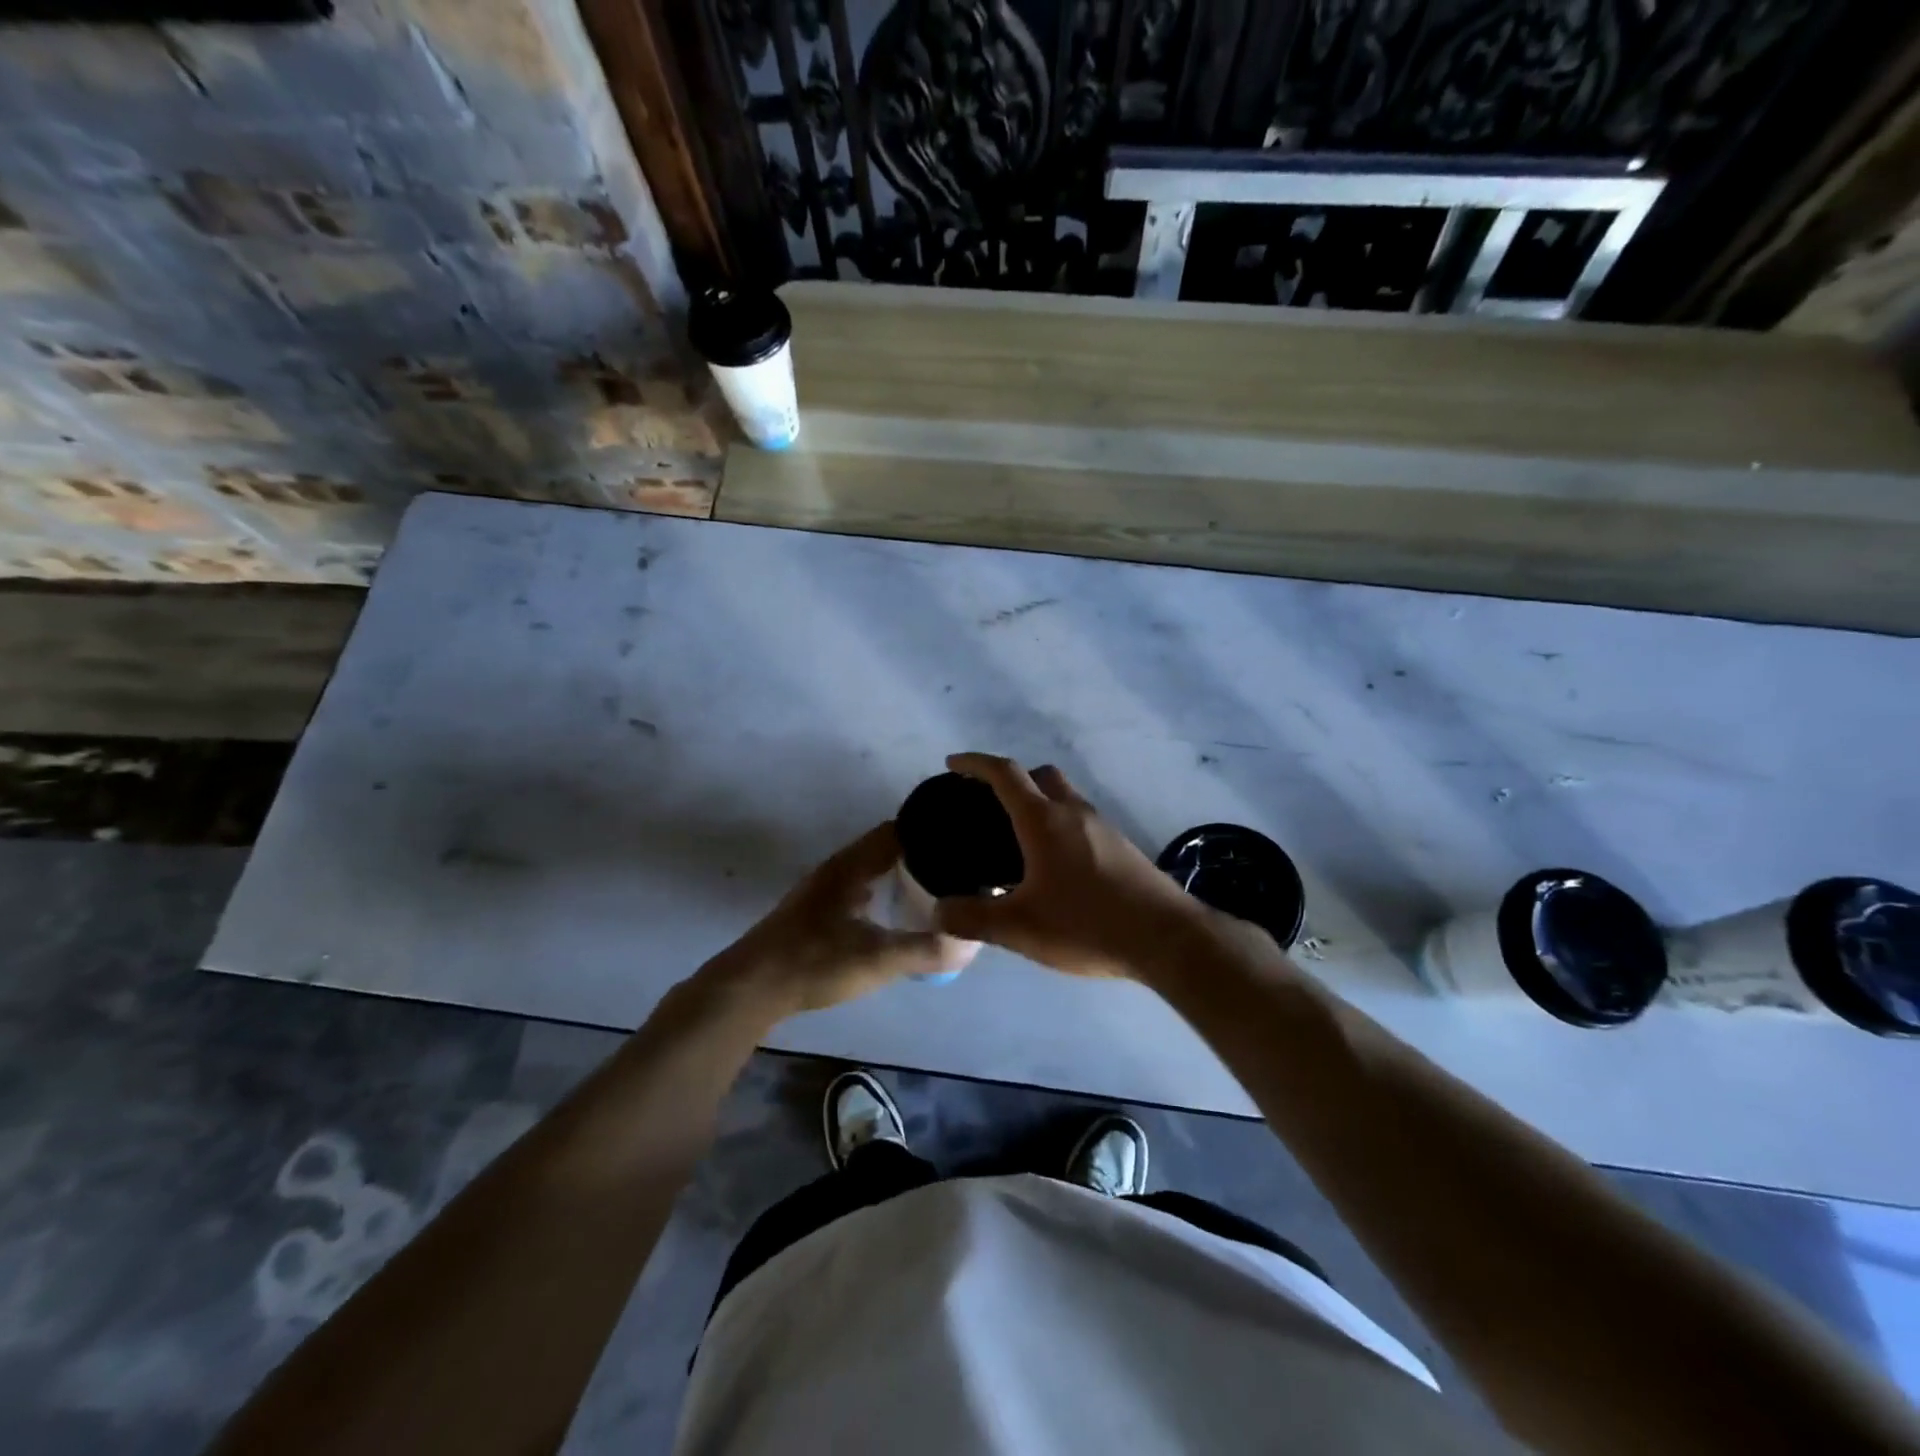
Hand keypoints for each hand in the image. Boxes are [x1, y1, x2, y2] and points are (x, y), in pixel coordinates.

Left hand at [709, 822, 962, 1016]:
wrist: (750, 988)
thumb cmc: (814, 963)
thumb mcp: (877, 959)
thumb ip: (925, 950)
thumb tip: (969, 943)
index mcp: (851, 866)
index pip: (897, 830)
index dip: (930, 830)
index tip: (962, 839)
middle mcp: (837, 869)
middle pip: (885, 848)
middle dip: (920, 854)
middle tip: (957, 867)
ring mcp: (823, 890)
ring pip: (871, 870)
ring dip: (900, 874)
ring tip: (936, 888)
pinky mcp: (816, 912)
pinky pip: (860, 889)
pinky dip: (882, 892)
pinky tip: (896, 914)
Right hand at [932, 753, 1214, 978]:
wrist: (1166, 938)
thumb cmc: (1086, 924)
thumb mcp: (1020, 928)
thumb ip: (973, 918)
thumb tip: (937, 912)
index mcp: (1044, 820)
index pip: (1005, 773)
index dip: (975, 763)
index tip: (953, 764)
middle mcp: (1074, 812)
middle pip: (1040, 775)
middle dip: (1011, 778)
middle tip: (988, 804)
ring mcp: (1103, 827)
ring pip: (1065, 797)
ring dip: (1039, 803)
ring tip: (1018, 840)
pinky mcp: (1121, 846)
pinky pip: (1081, 821)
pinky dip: (1060, 826)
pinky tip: (1054, 867)